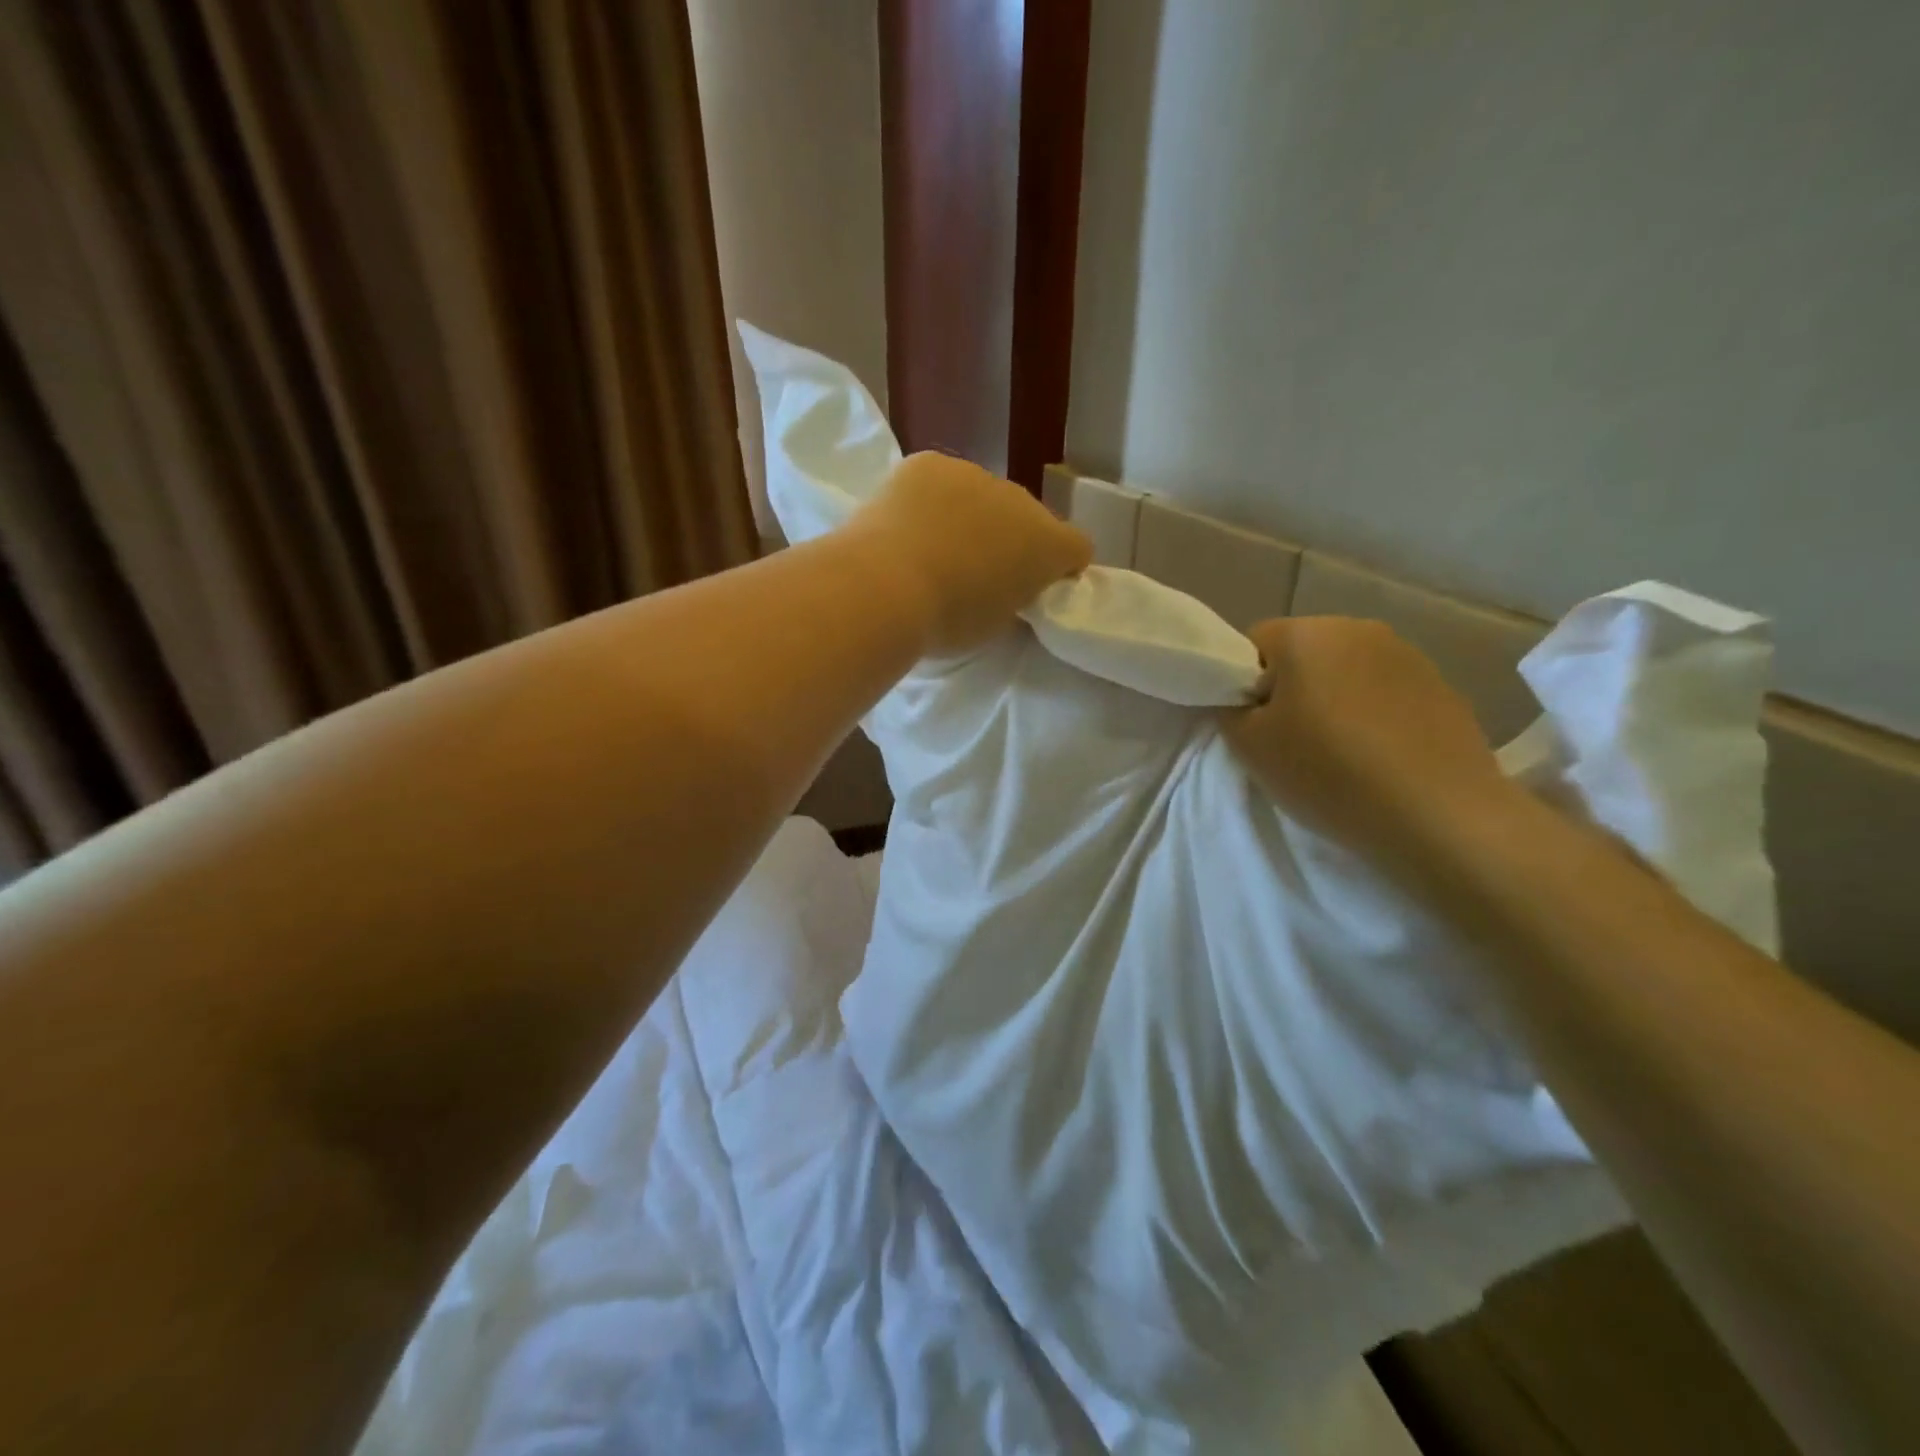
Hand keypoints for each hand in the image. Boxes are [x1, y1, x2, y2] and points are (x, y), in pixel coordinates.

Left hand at [851, 452, 1092, 654]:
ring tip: (932, 549)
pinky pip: (939, 481)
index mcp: (1047, 545)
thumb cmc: (946, 621)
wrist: (886, 587)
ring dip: (970, 516)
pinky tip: (904, 525)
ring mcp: (974, 474)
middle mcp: (1020, 500)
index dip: (1061, 567)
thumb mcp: (996, 624)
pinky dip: (929, 500)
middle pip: (1026, 518)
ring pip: (981, 495)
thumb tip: (1003, 586)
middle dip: (1011, 540)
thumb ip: (1013, 598)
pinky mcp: (928, 463)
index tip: (1035, 587)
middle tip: (975, 572)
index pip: (1077, 548)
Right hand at [1222, 617, 1518, 871]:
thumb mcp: (1249, 747)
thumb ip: (1230, 710)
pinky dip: (1373, 715)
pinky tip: (1379, 757)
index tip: (1255, 726)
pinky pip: (1385, 692)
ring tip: (1339, 752)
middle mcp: (1358, 628)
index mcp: (1307, 634)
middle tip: (1290, 741)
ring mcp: (1407, 654)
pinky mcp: (1442, 686)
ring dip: (1334, 700)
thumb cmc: (1329, 773)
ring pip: (1346, 671)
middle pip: (1302, 652)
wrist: (1440, 815)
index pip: (1253, 643)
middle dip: (1290, 688)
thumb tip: (1244, 697)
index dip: (1243, 684)